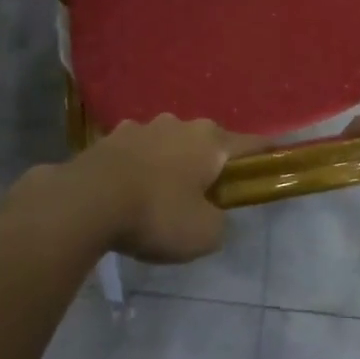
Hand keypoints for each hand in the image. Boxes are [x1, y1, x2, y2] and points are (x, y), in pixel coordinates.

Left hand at [65, 116, 261, 263]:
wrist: (87, 201)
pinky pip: (137, 152)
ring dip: (171, 163)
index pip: (252, 144)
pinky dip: (140, 167)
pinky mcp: (110, 137)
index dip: (265, 156)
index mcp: (211, 141)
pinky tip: (129, 191)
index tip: (272, 165)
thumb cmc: (157, 214)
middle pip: (207, 143)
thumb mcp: (203, 235)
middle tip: (205, 196)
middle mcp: (180, 124)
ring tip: (161, 195)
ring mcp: (143, 126)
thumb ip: (219, 223)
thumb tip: (213, 216)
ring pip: (169, 144)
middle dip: (209, 164)